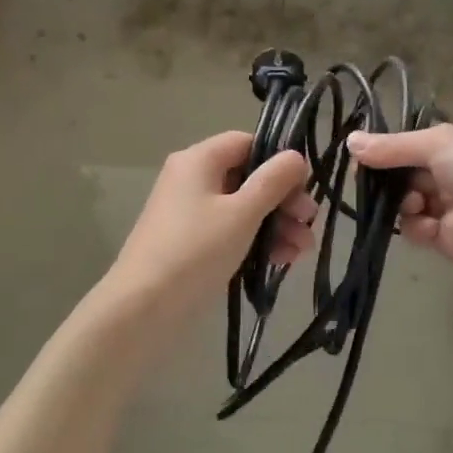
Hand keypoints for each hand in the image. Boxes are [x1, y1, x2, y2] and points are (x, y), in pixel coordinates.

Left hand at [109, 131, 316, 320]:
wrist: (143, 308)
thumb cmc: (196, 251)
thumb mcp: (242, 213)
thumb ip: (273, 181)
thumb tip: (295, 156)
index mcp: (199, 160)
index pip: (247, 143)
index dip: (278, 161)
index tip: (304, 186)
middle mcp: (192, 180)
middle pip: (249, 178)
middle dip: (284, 201)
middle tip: (308, 223)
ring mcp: (191, 213)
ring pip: (244, 208)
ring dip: (276, 225)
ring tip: (300, 252)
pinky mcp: (193, 243)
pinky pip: (232, 231)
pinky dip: (256, 241)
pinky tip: (281, 262)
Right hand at [347, 123, 452, 280]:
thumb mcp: (439, 145)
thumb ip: (393, 147)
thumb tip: (350, 141)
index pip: (408, 145)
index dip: (383, 150)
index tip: (359, 157)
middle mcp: (449, 172)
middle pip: (403, 174)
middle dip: (387, 179)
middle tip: (366, 182)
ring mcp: (447, 206)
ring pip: (405, 203)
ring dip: (402, 203)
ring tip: (413, 204)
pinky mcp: (445, 238)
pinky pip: (416, 229)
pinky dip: (416, 227)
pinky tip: (426, 225)